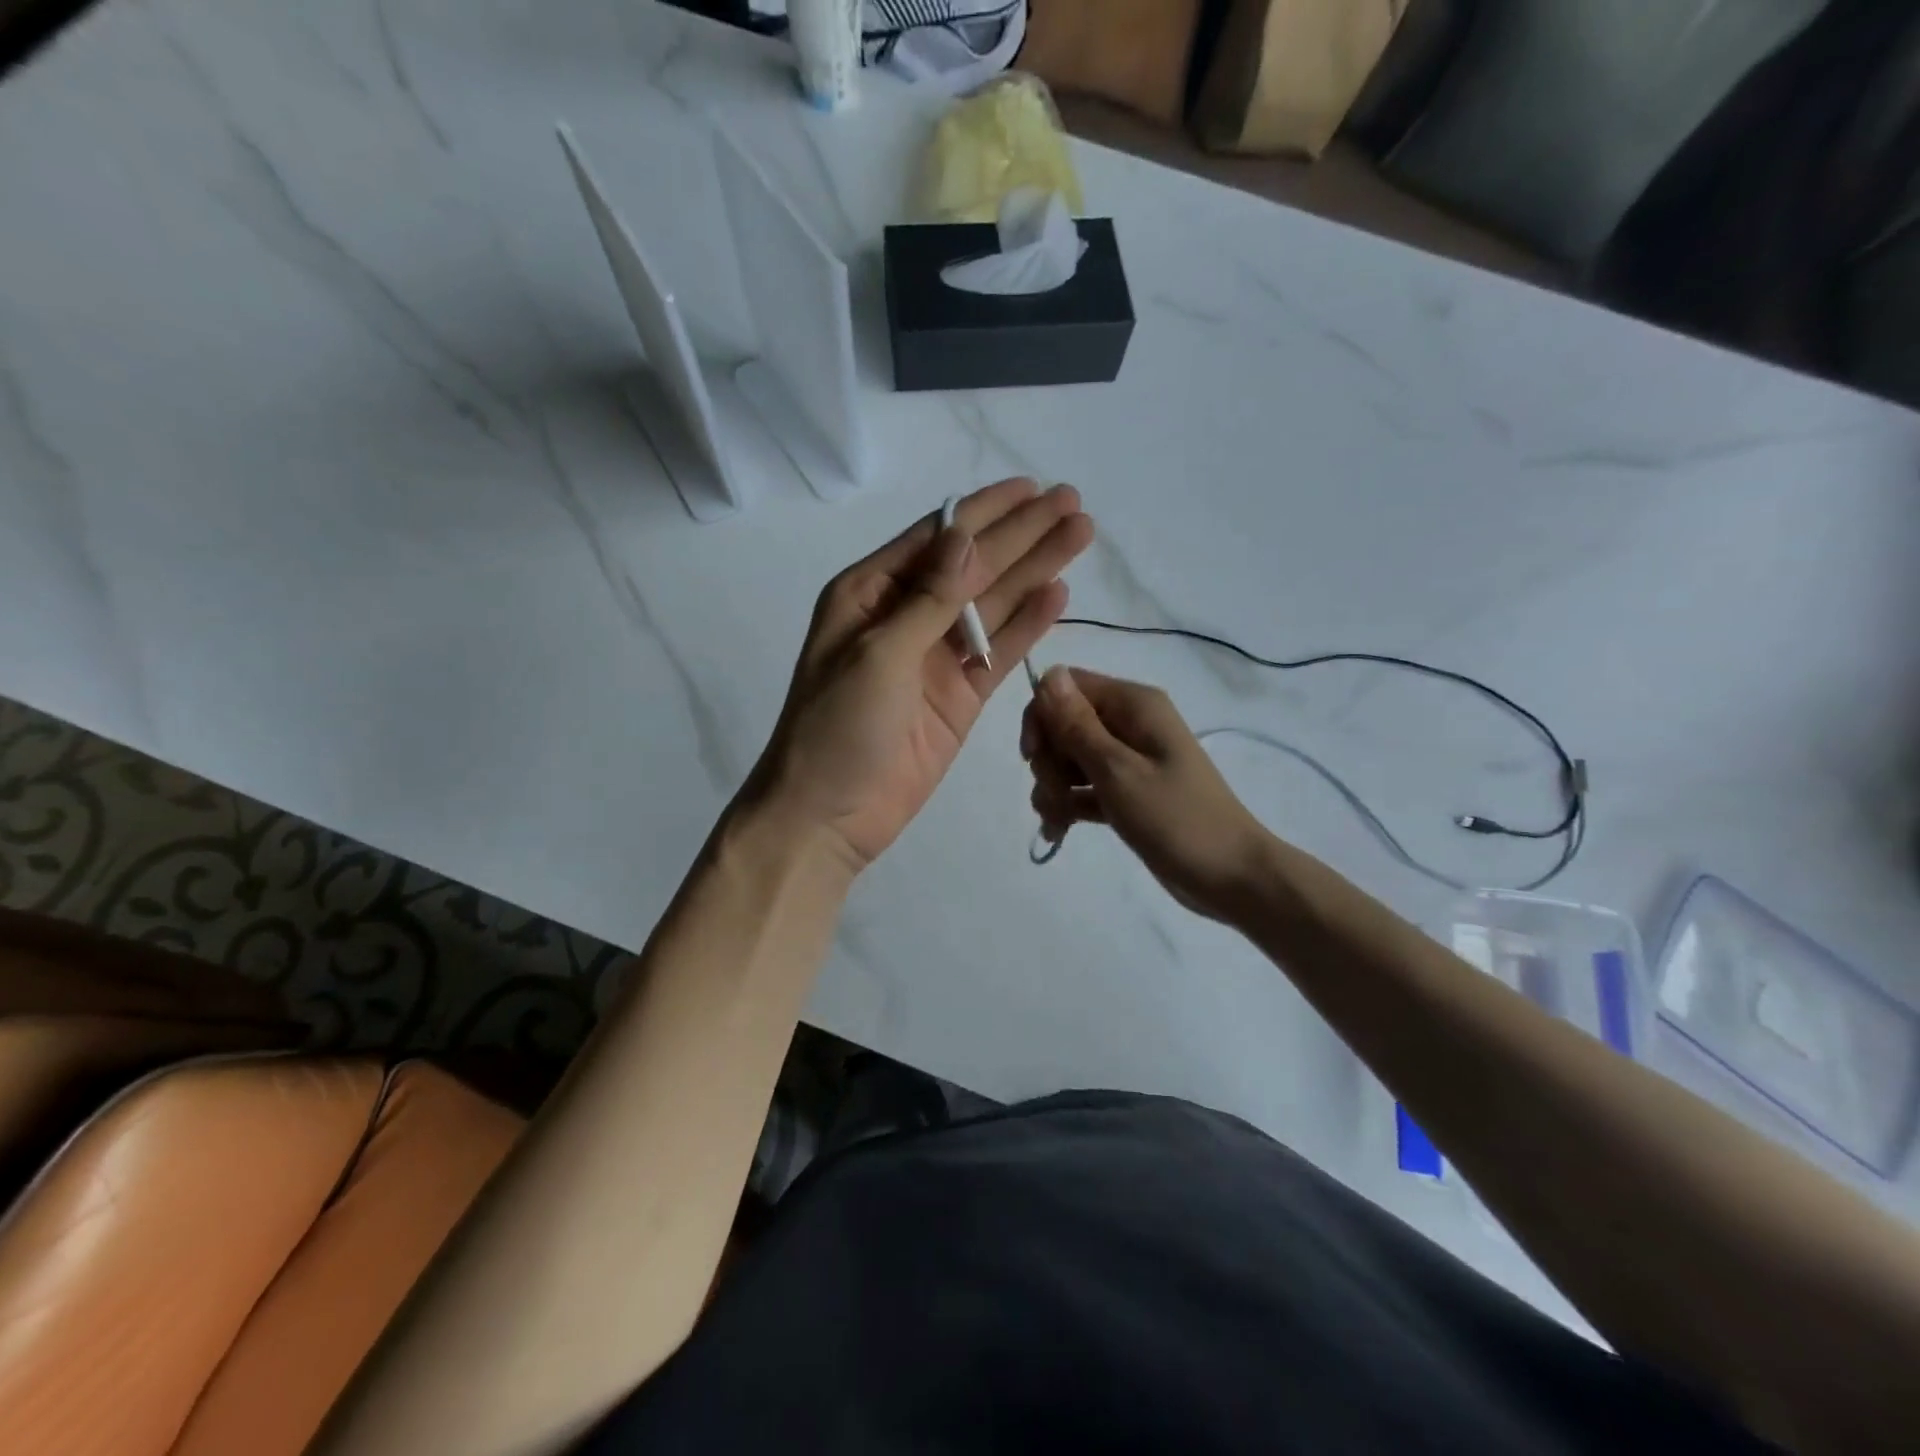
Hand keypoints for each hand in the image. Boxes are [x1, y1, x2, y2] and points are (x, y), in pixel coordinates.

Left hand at [747, 479, 1094, 870]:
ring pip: (992, 605)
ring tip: (1079, 535)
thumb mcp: (878, 652)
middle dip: (1021, 534)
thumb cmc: (836, 726)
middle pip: (973, 566)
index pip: (936, 538)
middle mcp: (905, 616)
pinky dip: (1028, 625)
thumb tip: (965, 535)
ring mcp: (935, 658)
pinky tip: (1059, 594)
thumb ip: (929, 598)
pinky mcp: (960, 696)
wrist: (828, 815)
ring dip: (1034, 570)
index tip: (1032, 487)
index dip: (985, 511)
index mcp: (870, 593)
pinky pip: (998, 652)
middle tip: (1072, 502)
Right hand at [1021, 667, 1273, 921]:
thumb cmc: (1176, 819)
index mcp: (1133, 705)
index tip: (1033, 757)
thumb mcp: (1117, 771)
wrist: (1231, 876)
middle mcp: (1130, 723)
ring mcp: (1129, 759)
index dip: (1042, 717)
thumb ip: (1077, 725)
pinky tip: (1058, 831)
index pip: (1065, 687)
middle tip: (1054, 795)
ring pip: (1069, 758)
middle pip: (1064, 724)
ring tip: (1057, 821)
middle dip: (1048, 760)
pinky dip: (1069, 804)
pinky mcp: (1128, 791)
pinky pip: (1084, 786)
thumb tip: (1048, 673)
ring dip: (1053, 787)